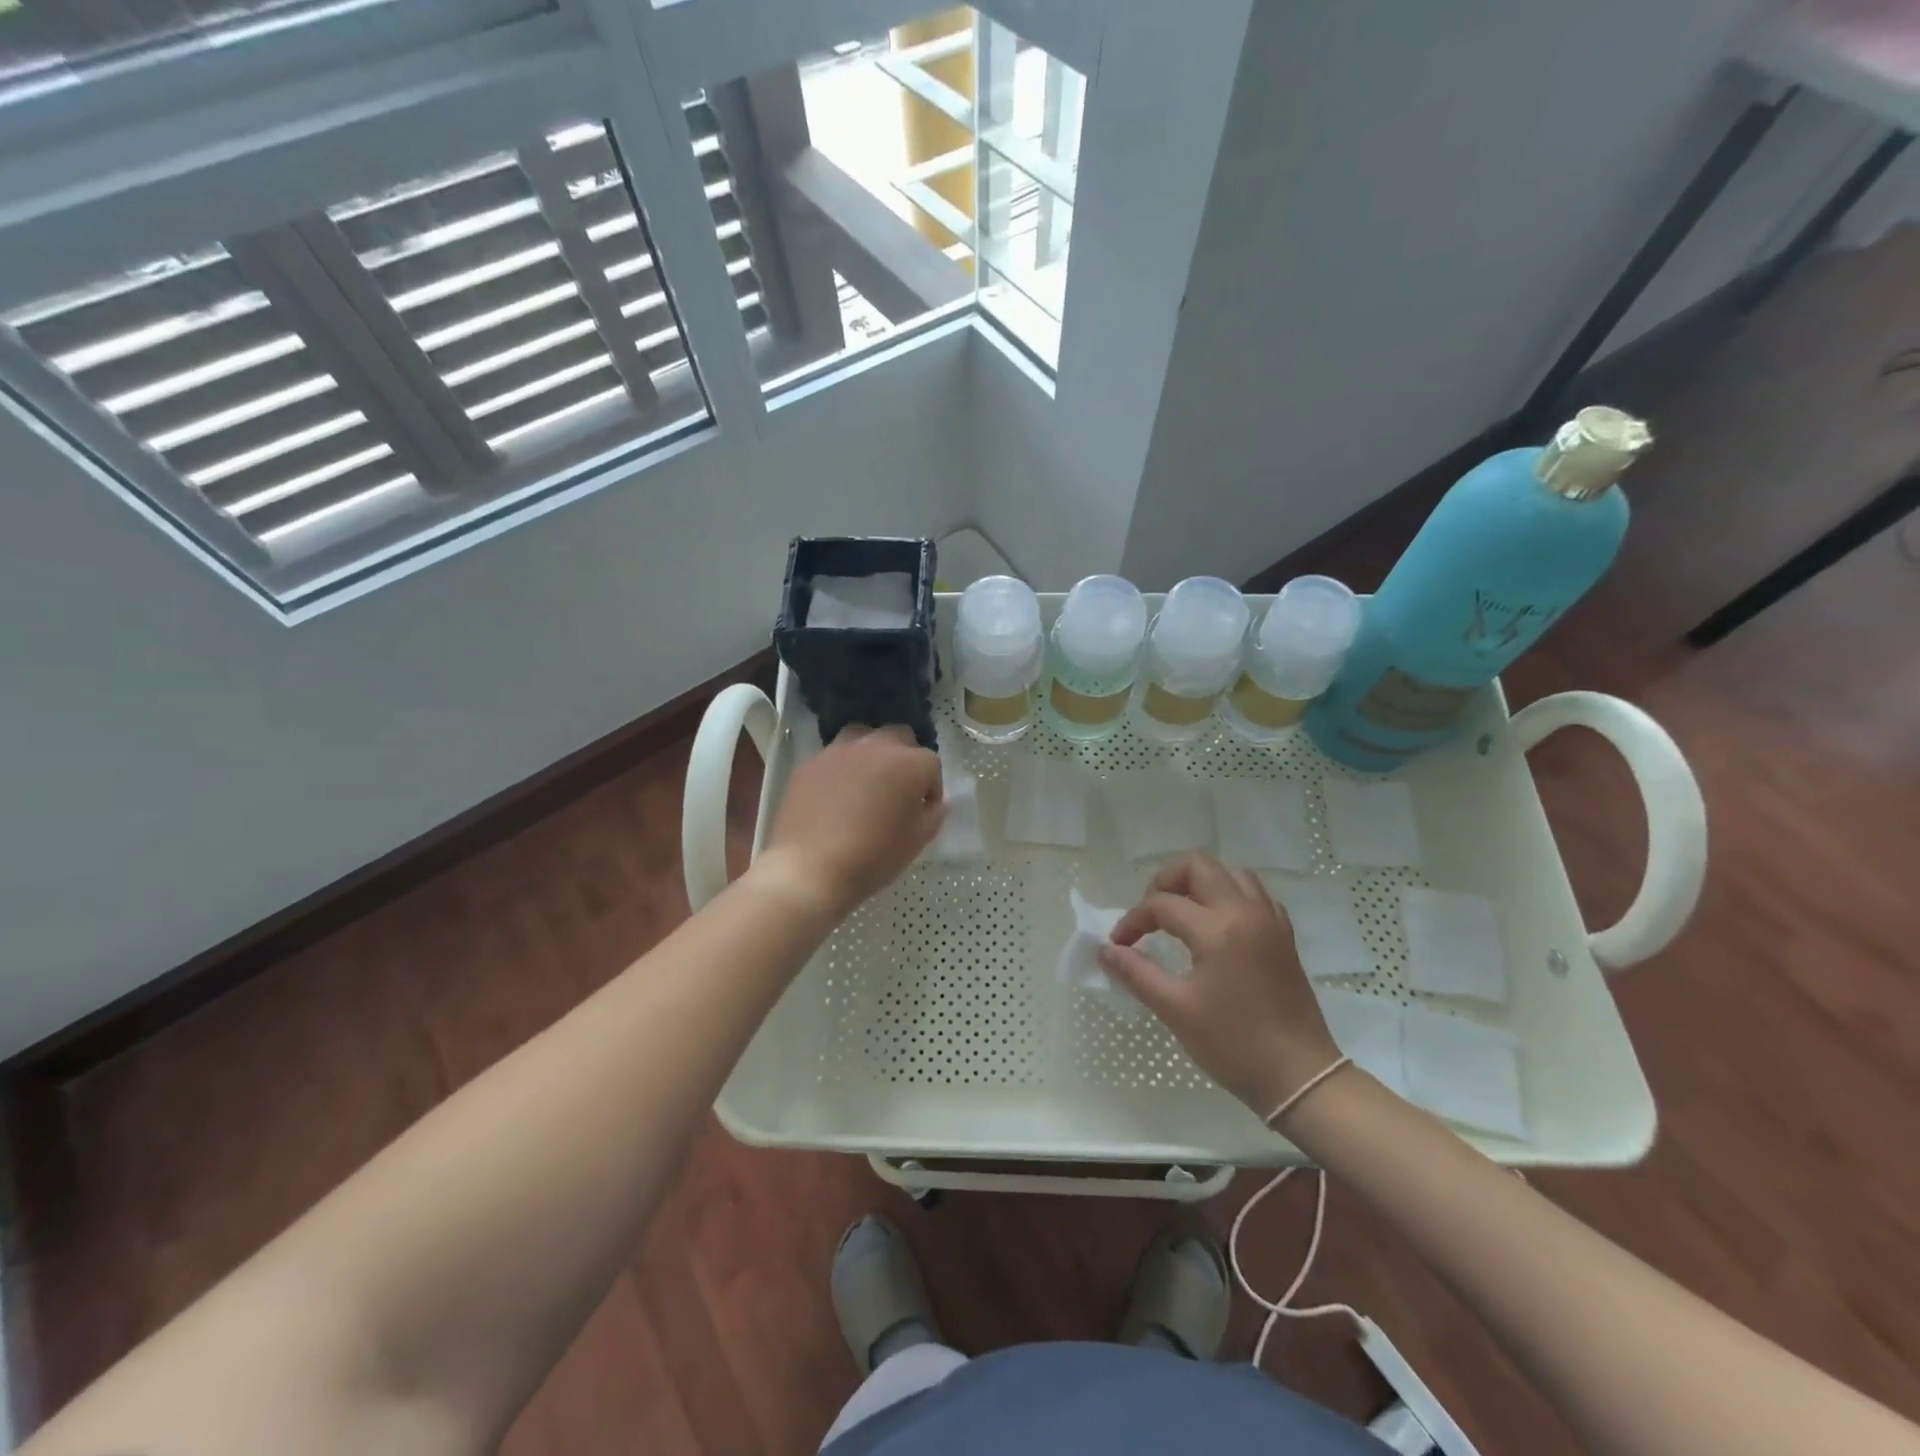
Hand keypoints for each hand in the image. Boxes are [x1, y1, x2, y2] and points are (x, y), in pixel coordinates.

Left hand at [752, 728, 942, 917]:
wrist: (810, 868)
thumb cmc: (873, 857)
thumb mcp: (917, 841)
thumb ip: (933, 814)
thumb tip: (933, 803)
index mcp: (910, 763)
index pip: (932, 764)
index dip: (931, 788)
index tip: (923, 810)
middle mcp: (876, 746)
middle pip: (900, 737)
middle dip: (905, 758)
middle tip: (898, 789)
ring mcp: (840, 751)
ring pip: (864, 737)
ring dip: (872, 753)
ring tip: (866, 782)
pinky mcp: (811, 762)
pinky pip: (834, 757)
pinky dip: (842, 769)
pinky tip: (835, 795)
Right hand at [1100, 854, 1341, 1117]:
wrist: (1300, 1077)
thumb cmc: (1233, 1045)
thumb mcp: (1175, 1010)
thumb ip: (1137, 973)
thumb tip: (1106, 950)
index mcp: (1217, 929)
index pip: (1161, 904)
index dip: (1133, 920)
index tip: (1119, 945)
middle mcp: (1245, 911)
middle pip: (1198, 866)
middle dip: (1165, 882)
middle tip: (1150, 916)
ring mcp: (1269, 920)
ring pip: (1230, 873)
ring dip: (1199, 884)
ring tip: (1181, 915)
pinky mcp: (1283, 935)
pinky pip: (1254, 894)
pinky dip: (1229, 896)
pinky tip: (1217, 926)